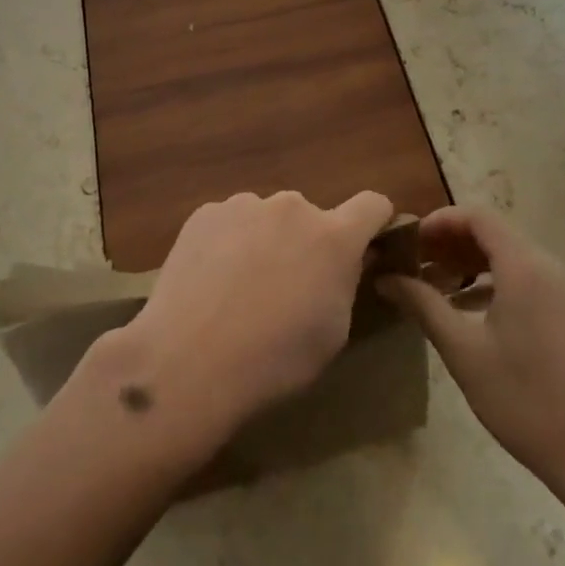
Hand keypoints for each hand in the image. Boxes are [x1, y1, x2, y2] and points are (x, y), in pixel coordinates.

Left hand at [115, 189, 395, 448]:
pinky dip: (228, 243)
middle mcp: (292, 207)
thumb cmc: (275, 358)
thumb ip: (345, 283)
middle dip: (307, 243)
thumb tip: (349, 261)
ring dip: (266, 240)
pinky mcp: (206, 213)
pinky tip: (209, 282)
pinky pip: (229, 222)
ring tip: (239, 288)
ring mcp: (245, 205)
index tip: (367, 244)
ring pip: (267, 218)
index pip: (372, 205)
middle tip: (286, 286)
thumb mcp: (332, 332)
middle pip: (311, 217)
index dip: (375, 221)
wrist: (189, 360)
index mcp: (333, 237)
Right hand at [382, 205, 564, 492]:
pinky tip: (467, 310)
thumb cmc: (525, 399)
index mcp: (523, 266)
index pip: (477, 217)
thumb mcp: (463, 351)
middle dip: (449, 243)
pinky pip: (525, 279)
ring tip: (432, 287)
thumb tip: (385, 278)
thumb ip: (423, 305)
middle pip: (493, 233)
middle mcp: (548, 266)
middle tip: (412, 265)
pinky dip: (492, 282)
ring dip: (469, 263)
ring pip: (509, 257)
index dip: (439, 221)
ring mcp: (564, 289)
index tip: (407, 242)